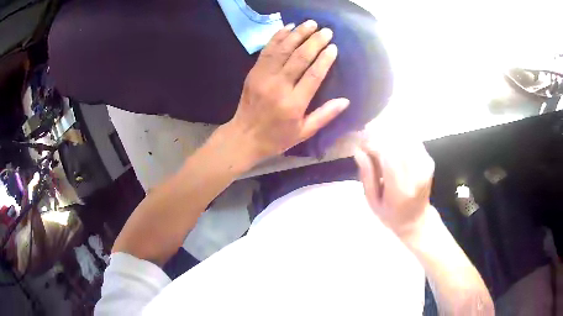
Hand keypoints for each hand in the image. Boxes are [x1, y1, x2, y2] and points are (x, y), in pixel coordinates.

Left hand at [228, 20, 349, 161]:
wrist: (244, 136)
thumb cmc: (277, 137)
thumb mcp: (304, 132)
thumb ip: (325, 115)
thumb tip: (346, 100)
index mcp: (293, 104)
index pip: (313, 75)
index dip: (324, 59)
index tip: (334, 47)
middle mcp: (278, 87)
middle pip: (299, 58)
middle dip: (314, 41)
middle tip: (326, 30)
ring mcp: (263, 77)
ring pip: (283, 50)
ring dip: (297, 34)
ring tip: (310, 23)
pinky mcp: (253, 72)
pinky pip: (267, 50)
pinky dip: (278, 37)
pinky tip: (288, 27)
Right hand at [354, 134, 434, 237]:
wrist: (416, 220)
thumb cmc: (390, 215)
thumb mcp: (372, 202)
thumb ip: (367, 176)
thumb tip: (358, 151)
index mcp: (401, 189)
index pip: (387, 155)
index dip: (372, 144)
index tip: (360, 143)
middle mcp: (417, 174)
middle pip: (397, 143)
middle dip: (379, 136)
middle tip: (367, 140)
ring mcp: (425, 166)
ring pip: (405, 138)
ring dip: (389, 135)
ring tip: (378, 143)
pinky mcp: (429, 160)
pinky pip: (412, 141)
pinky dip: (400, 139)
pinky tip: (392, 146)